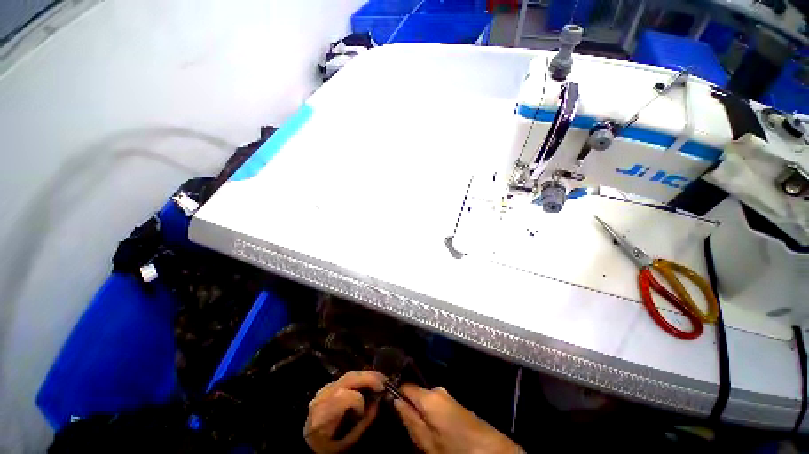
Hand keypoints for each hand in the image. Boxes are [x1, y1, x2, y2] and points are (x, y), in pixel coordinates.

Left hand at [304, 371, 385, 453]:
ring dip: (366, 375)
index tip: (371, 405)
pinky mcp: (327, 385)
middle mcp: (322, 397)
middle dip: (368, 377)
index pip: (342, 397)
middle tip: (384, 381)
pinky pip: (346, 377)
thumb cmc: (331, 446)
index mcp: (323, 416)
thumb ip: (364, 420)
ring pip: (348, 374)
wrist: (310, 443)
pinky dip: (359, 378)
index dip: (358, 400)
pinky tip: (368, 381)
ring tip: (379, 379)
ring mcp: (323, 389)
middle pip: (348, 379)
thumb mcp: (349, 441)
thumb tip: (378, 400)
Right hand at [394, 384, 522, 453]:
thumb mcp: (426, 441)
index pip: (405, 385)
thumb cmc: (455, 448)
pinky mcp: (454, 402)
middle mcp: (438, 390)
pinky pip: (435, 404)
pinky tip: (433, 428)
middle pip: (415, 392)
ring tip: (421, 430)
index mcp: (429, 396)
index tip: (387, 401)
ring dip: (420, 412)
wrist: (490, 450)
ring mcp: (447, 395)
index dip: (395, 392)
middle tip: (406, 425)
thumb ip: (409, 419)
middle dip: (409, 406)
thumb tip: (396, 401)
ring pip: (425, 399)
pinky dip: (430, 413)